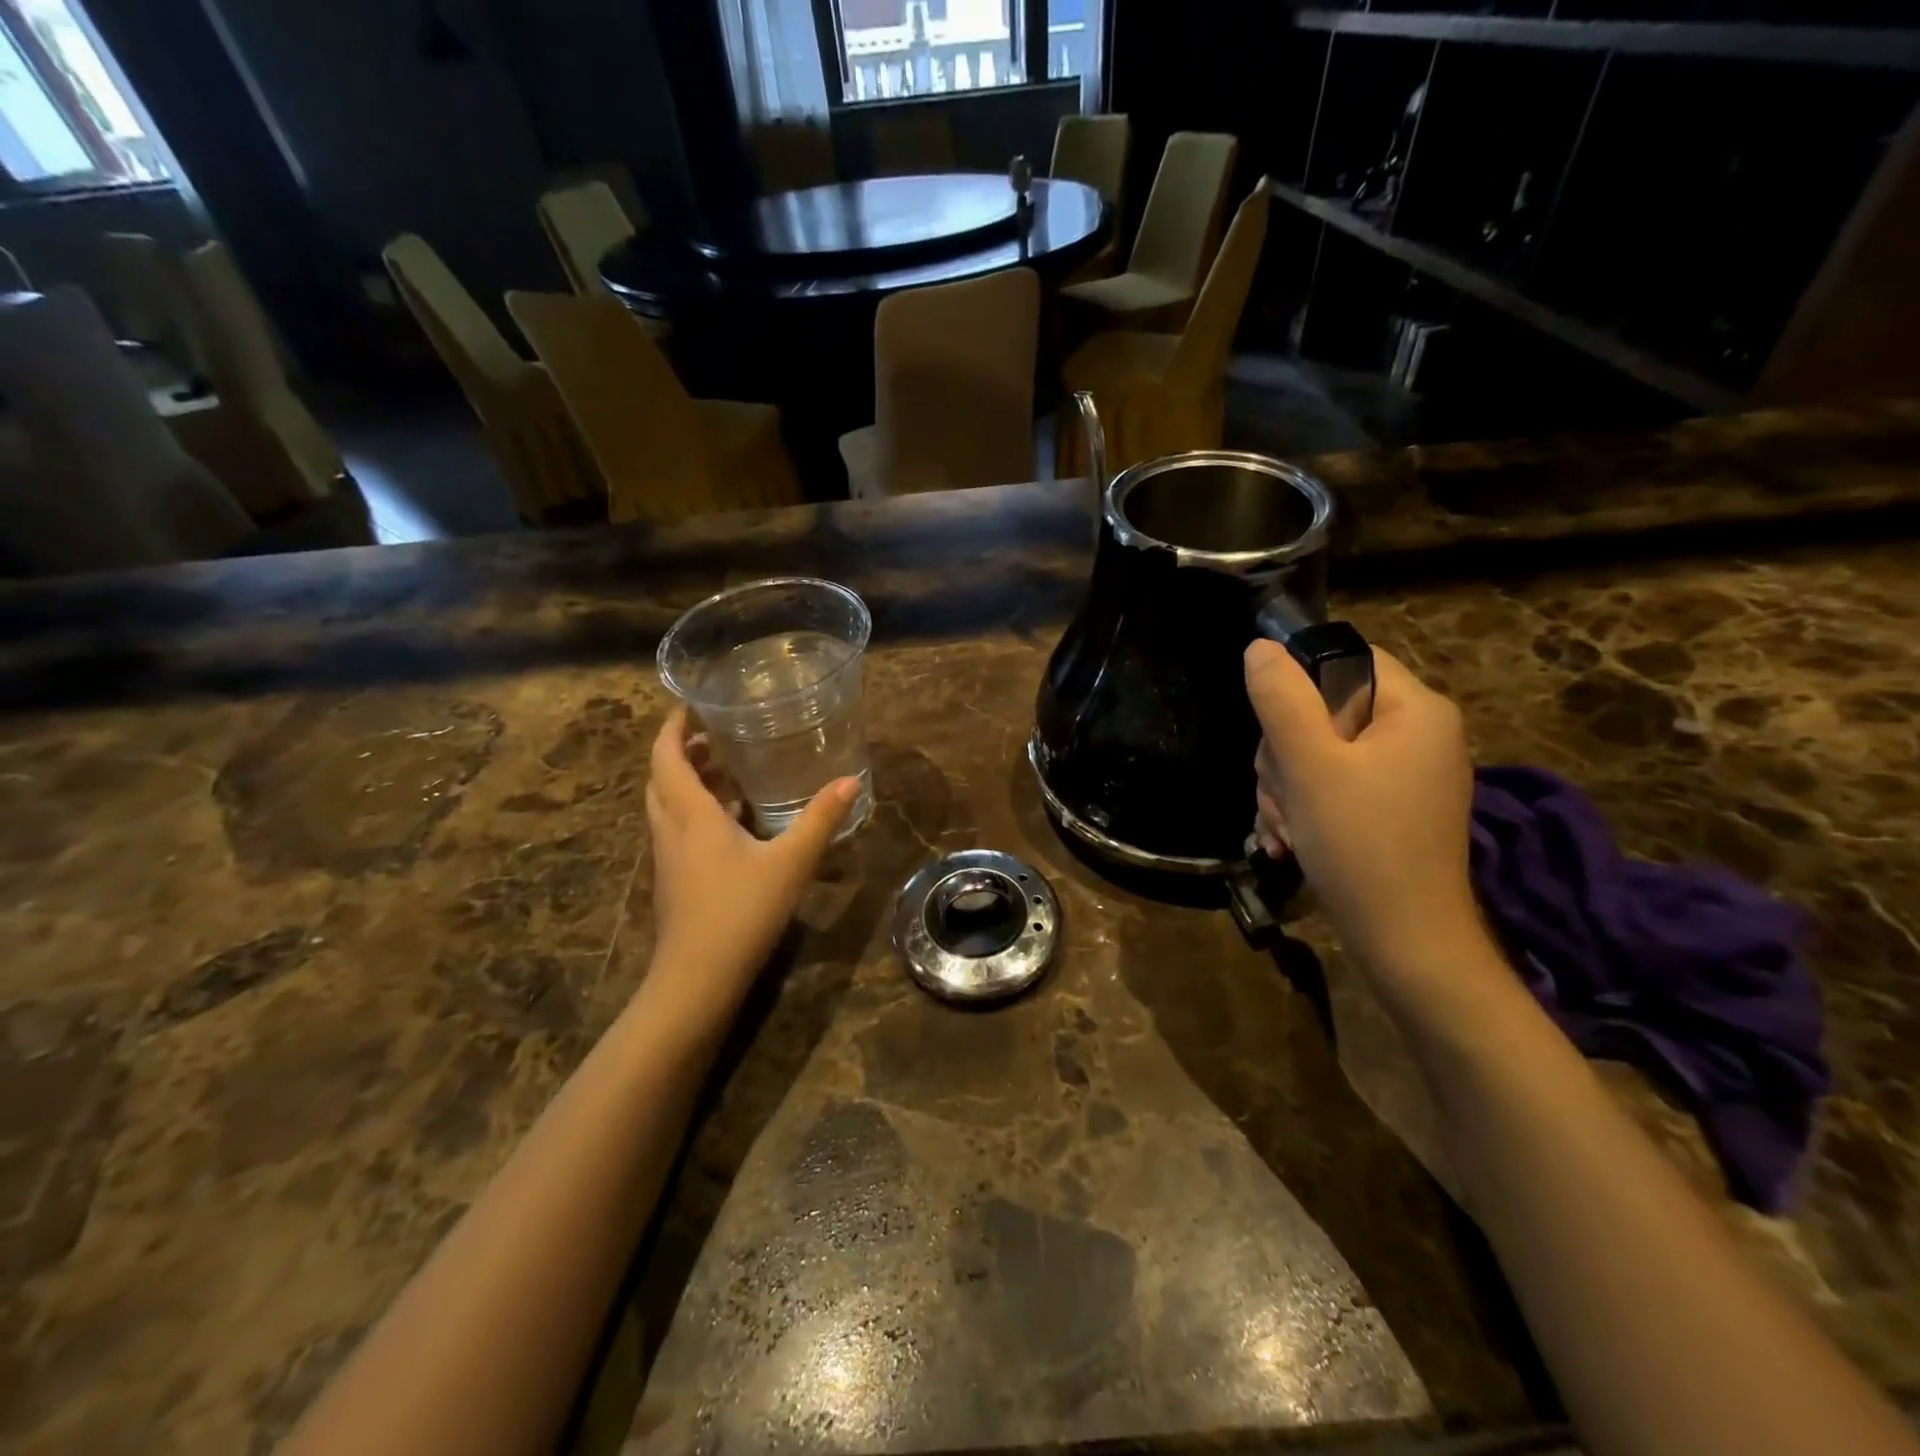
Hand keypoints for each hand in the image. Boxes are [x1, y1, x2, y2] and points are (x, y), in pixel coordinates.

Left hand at [644, 709, 857, 1013]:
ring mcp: (668, 857)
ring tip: (724, 769)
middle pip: (661, 778)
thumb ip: (820, 819)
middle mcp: (671, 829)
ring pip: (667, 805)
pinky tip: (729, 821)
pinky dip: (694, 810)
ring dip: (686, 781)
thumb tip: (850, 780)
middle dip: (680, 751)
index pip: (666, 757)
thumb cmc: (741, 911)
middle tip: (712, 734)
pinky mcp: (673, 879)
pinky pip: (677, 828)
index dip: (672, 727)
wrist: (697, 978)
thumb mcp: (790, 862)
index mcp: (691, 814)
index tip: (689, 704)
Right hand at [1246, 641, 1481, 984]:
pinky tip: (1289, 840)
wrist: (1405, 945)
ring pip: (1316, 751)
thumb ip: (1282, 700)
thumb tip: (1259, 647)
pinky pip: (1329, 785)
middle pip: (1323, 709)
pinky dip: (1302, 808)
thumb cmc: (1361, 846)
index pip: (1346, 657)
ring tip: (1285, 828)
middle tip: (1282, 794)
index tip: (1273, 729)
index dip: (1298, 682)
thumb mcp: (1310, 766)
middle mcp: (1416, 734)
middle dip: (1283, 753)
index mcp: (1415, 709)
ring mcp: (1402, 775)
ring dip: (1284, 787)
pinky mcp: (1387, 809)